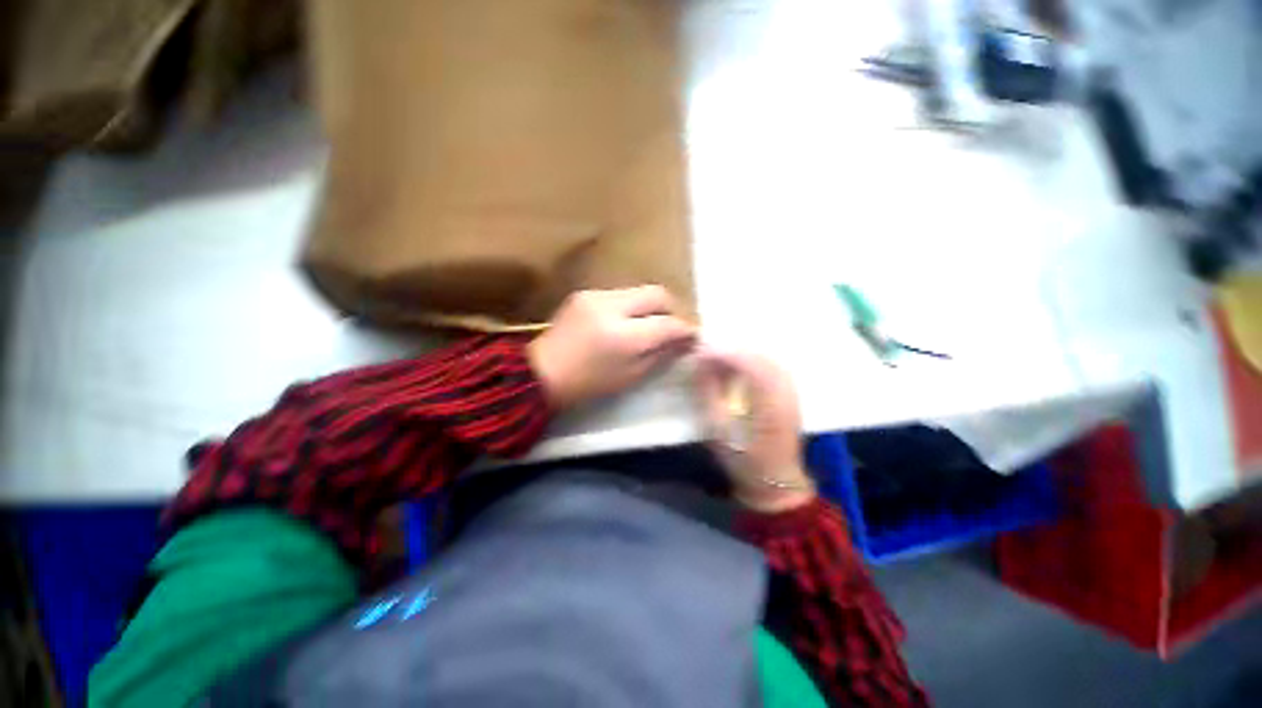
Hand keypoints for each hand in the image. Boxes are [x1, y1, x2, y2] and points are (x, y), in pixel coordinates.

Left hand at [528, 286, 696, 409]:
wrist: (541, 373)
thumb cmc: (588, 384)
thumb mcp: (630, 376)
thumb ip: (659, 353)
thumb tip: (682, 340)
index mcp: (623, 337)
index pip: (667, 323)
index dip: (685, 329)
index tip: (692, 335)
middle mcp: (611, 307)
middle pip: (657, 293)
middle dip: (671, 309)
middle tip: (672, 326)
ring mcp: (595, 295)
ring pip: (639, 291)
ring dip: (649, 307)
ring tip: (647, 325)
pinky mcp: (585, 293)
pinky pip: (620, 294)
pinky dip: (630, 306)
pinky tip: (624, 322)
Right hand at [694, 349, 815, 512]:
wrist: (775, 481)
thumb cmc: (743, 460)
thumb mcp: (718, 430)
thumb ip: (709, 394)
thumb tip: (701, 364)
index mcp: (769, 405)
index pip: (749, 366)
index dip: (725, 354)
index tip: (702, 350)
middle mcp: (785, 394)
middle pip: (761, 358)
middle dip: (732, 349)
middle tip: (708, 349)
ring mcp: (791, 393)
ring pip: (768, 359)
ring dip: (743, 353)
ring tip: (720, 354)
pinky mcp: (790, 395)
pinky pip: (772, 367)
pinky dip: (753, 360)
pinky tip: (739, 364)